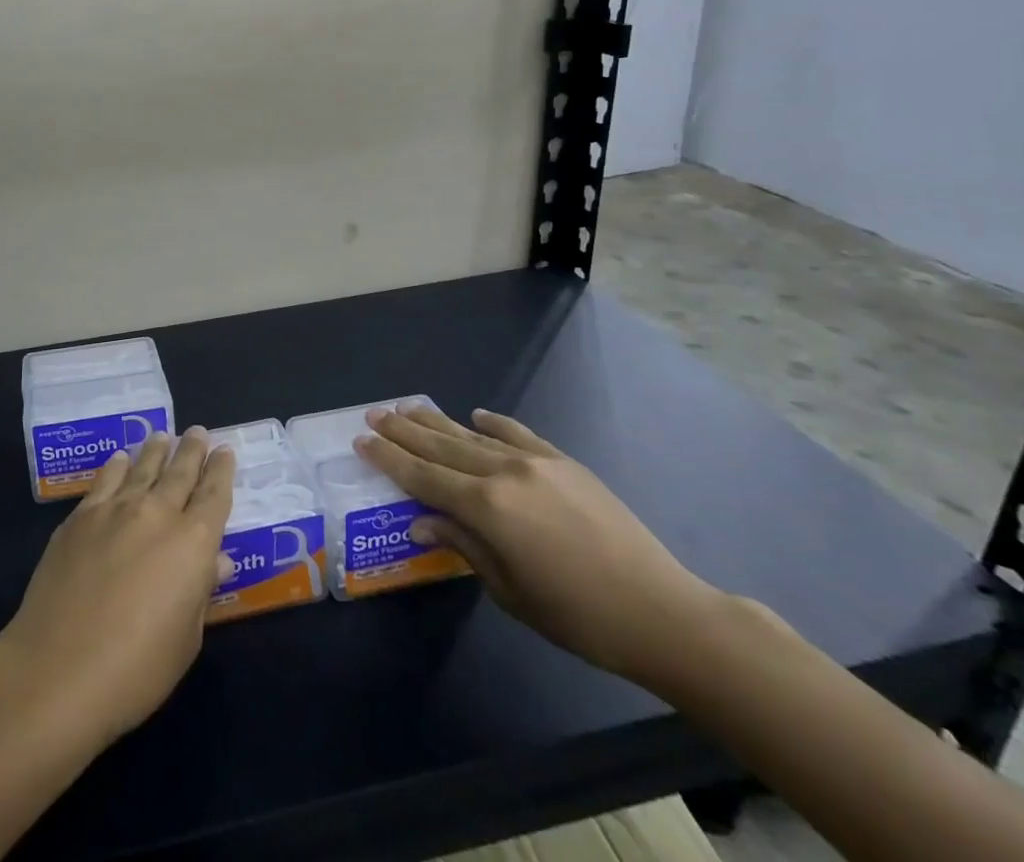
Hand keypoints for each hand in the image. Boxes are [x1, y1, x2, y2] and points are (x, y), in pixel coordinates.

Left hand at [0, 428, 236, 746]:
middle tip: (198, 431)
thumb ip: (202, 590)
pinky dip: (117, 465)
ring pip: (143, 467)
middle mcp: (157, 514)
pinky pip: (105, 480)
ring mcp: (115, 510)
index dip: (222, 470)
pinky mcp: (80, 517)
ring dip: (156, 450)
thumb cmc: (135, 669)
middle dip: (192, 450)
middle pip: (180, 472)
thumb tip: (218, 559)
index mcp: (193, 543)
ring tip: (163, 435)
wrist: (57, 669)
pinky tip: (120, 459)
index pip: (214, 495)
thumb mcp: (185, 639)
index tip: (225, 450)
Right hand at [355, 404, 722, 686]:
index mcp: (487, 508)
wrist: (662, 611)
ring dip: (437, 421)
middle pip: (441, 447)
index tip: (361, 440)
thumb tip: (422, 523)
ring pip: (472, 434)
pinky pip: (517, 433)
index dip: (389, 459)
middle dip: (403, 431)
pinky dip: (493, 423)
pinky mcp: (563, 462)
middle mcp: (504, 473)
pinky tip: (475, 414)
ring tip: (407, 406)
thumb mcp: (510, 591)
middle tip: (374, 413)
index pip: (423, 476)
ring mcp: (536, 462)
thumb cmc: (578, 617)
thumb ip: (464, 547)